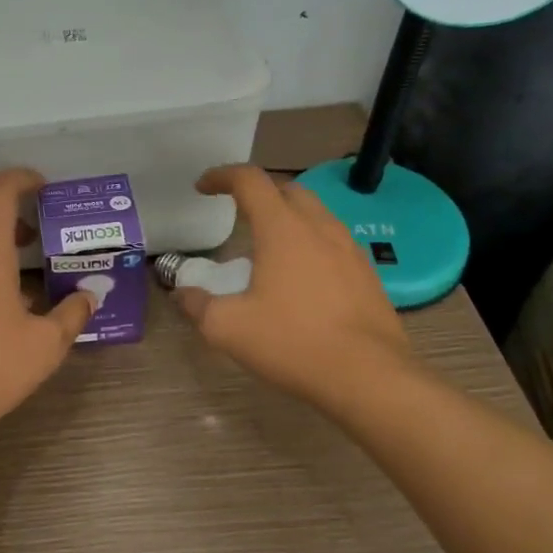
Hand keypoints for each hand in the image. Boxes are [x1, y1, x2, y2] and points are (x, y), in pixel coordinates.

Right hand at [175, 165, 416, 413]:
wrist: (370, 377)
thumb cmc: (293, 343)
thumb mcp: (228, 328)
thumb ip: (198, 306)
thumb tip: (183, 294)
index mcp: (282, 229)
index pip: (250, 180)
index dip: (222, 176)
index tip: (203, 187)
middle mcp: (319, 227)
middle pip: (287, 189)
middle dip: (258, 193)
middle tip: (237, 213)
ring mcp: (349, 249)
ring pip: (315, 214)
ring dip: (288, 217)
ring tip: (268, 247)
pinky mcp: (367, 274)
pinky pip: (333, 242)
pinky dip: (310, 243)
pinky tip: (302, 278)